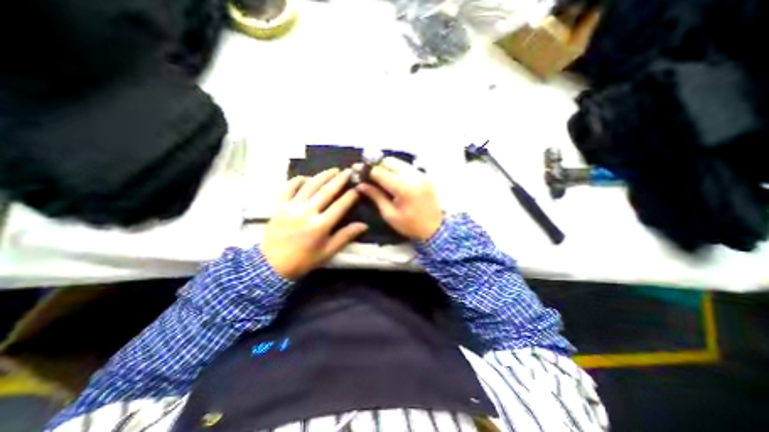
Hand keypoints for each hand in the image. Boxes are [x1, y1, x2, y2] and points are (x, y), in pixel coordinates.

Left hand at [261, 169, 364, 279]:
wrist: (271, 266)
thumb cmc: (304, 260)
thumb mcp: (328, 252)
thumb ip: (346, 236)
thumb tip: (364, 225)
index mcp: (320, 226)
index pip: (340, 206)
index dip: (351, 196)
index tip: (358, 188)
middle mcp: (307, 212)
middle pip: (326, 191)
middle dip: (339, 180)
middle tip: (349, 171)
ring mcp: (291, 207)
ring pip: (310, 185)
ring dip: (323, 175)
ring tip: (333, 170)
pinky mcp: (279, 205)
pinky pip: (289, 187)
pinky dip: (299, 180)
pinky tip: (308, 178)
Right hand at [355, 157, 441, 240]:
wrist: (436, 229)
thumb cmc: (410, 225)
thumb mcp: (389, 214)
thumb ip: (375, 196)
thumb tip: (360, 185)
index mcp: (403, 187)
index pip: (380, 172)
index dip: (366, 170)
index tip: (355, 168)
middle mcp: (413, 176)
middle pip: (390, 161)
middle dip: (376, 165)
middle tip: (367, 173)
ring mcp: (421, 174)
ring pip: (399, 162)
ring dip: (386, 166)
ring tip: (378, 175)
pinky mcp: (425, 175)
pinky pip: (407, 167)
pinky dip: (396, 169)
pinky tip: (391, 178)